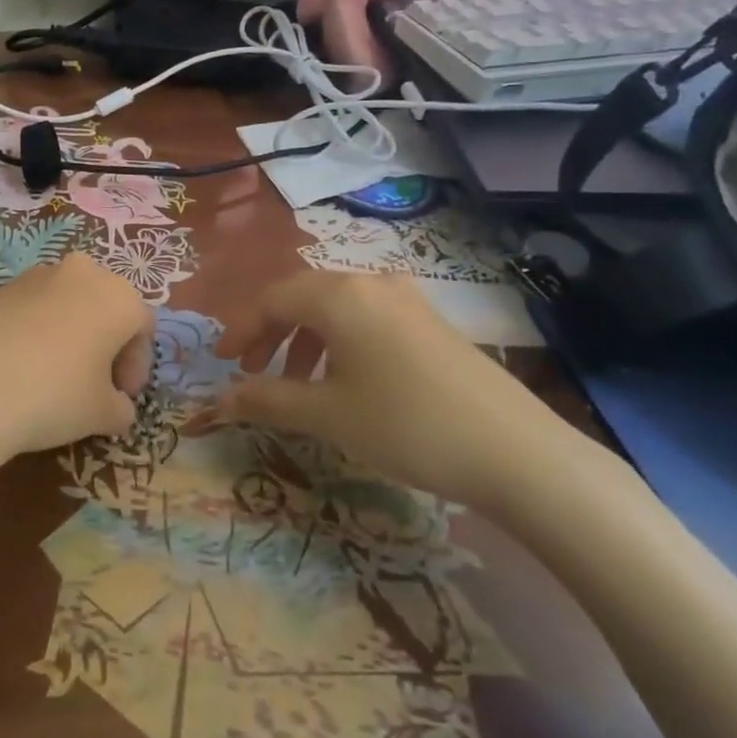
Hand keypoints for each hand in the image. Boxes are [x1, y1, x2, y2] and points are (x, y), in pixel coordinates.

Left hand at [0, 253, 155, 456]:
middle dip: (105, 342)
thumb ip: (120, 408)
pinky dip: (35, 331)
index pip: (142, 327)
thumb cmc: (55, 395)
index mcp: (118, 296)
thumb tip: (117, 407)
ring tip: (54, 375)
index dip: (137, 365)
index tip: (122, 396)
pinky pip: (31, 308)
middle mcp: (81, 273)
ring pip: (66, 303)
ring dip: (70, 333)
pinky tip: (19, 367)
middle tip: (94, 383)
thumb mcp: (102, 414)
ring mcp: (35, 276)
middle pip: (105, 305)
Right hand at [217, 271, 582, 510]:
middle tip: (251, 371)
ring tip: (296, 383)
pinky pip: (366, 319)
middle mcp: (371, 284)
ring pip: (335, 308)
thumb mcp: (326, 415)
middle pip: (302, 296)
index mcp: (339, 296)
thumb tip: (219, 400)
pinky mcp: (430, 323)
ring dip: (303, 339)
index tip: (221, 363)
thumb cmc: (406, 425)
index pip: (271, 299)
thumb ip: (266, 400)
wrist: (516, 453)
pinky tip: (345, 381)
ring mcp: (407, 300)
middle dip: (270, 332)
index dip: (240, 329)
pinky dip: (338, 343)